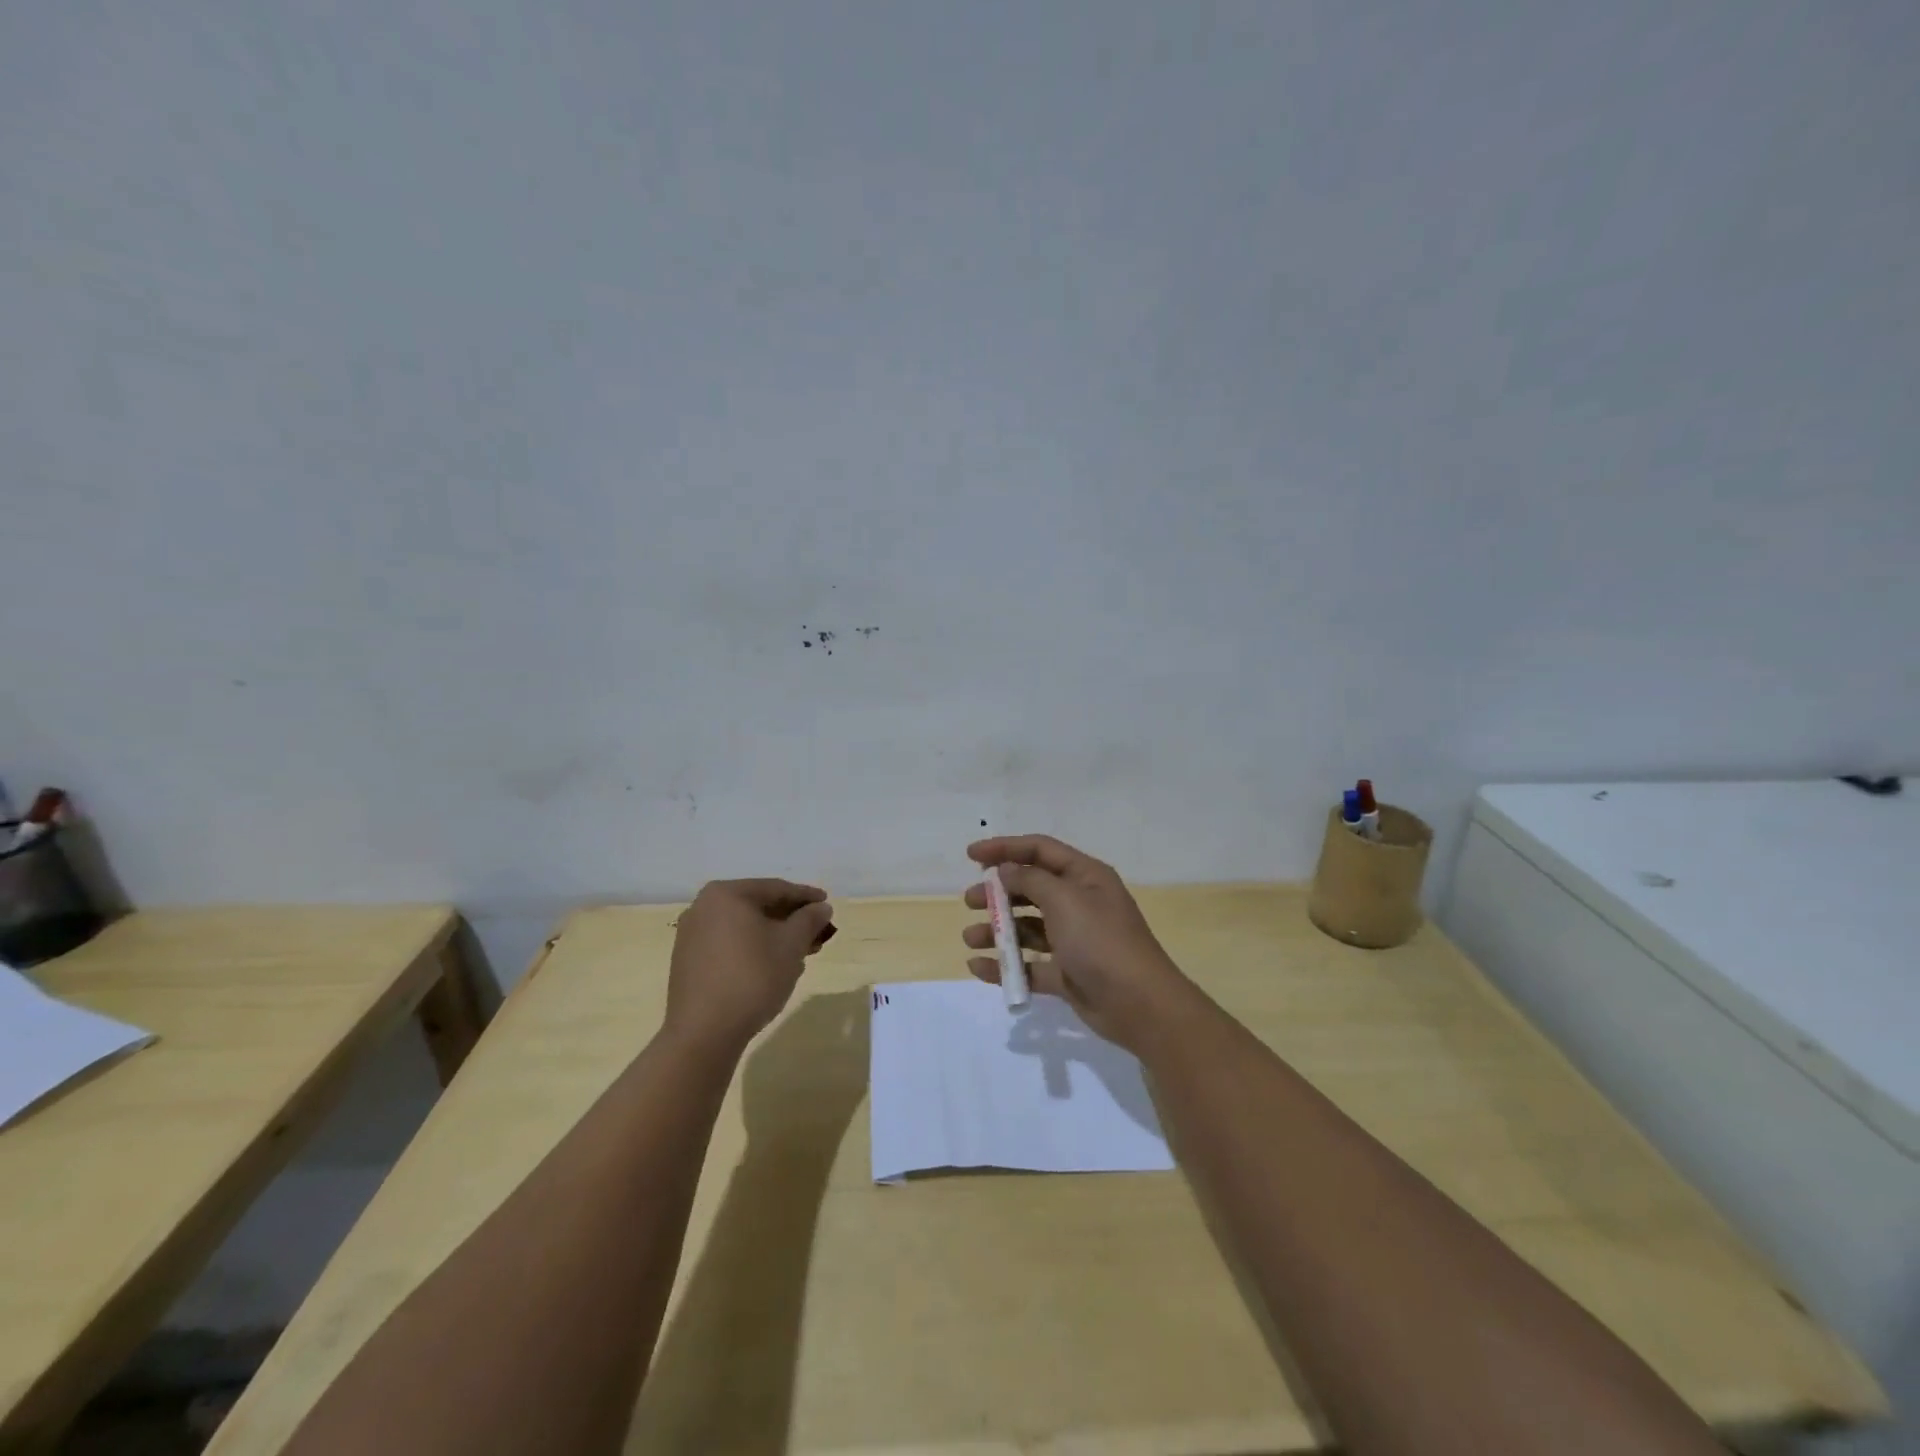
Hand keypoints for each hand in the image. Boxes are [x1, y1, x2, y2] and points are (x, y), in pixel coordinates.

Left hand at [665, 879, 835, 1055]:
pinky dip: (753, 949)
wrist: (704, 1033)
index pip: (775, 888)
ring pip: (744, 928)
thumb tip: (820, 907)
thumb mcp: (791, 945)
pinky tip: (773, 967)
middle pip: (758, 907)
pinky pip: (729, 945)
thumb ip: (809, 920)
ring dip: (774, 937)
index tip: (827, 904)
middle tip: (818, 932)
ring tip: (801, 953)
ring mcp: (692, 936)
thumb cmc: (752, 977)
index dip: (806, 896)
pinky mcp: (688, 962)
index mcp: (726, 894)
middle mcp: (703, 907)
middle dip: (791, 920)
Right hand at [962, 834, 1190, 1051]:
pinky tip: (979, 968)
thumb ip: (1030, 880)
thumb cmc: (1101, 941)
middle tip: (970, 900)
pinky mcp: (1067, 973)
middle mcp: (1079, 903)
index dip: (1005, 848)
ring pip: (1027, 927)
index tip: (971, 854)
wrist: (1140, 1005)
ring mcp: (1073, 940)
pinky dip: (1005, 965)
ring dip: (997, 930)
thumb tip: (1007, 870)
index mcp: (1084, 877)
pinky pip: (1029, 964)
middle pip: (1030, 888)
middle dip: (998, 892)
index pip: (1040, 850)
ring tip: (971, 938)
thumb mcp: (1065, 900)